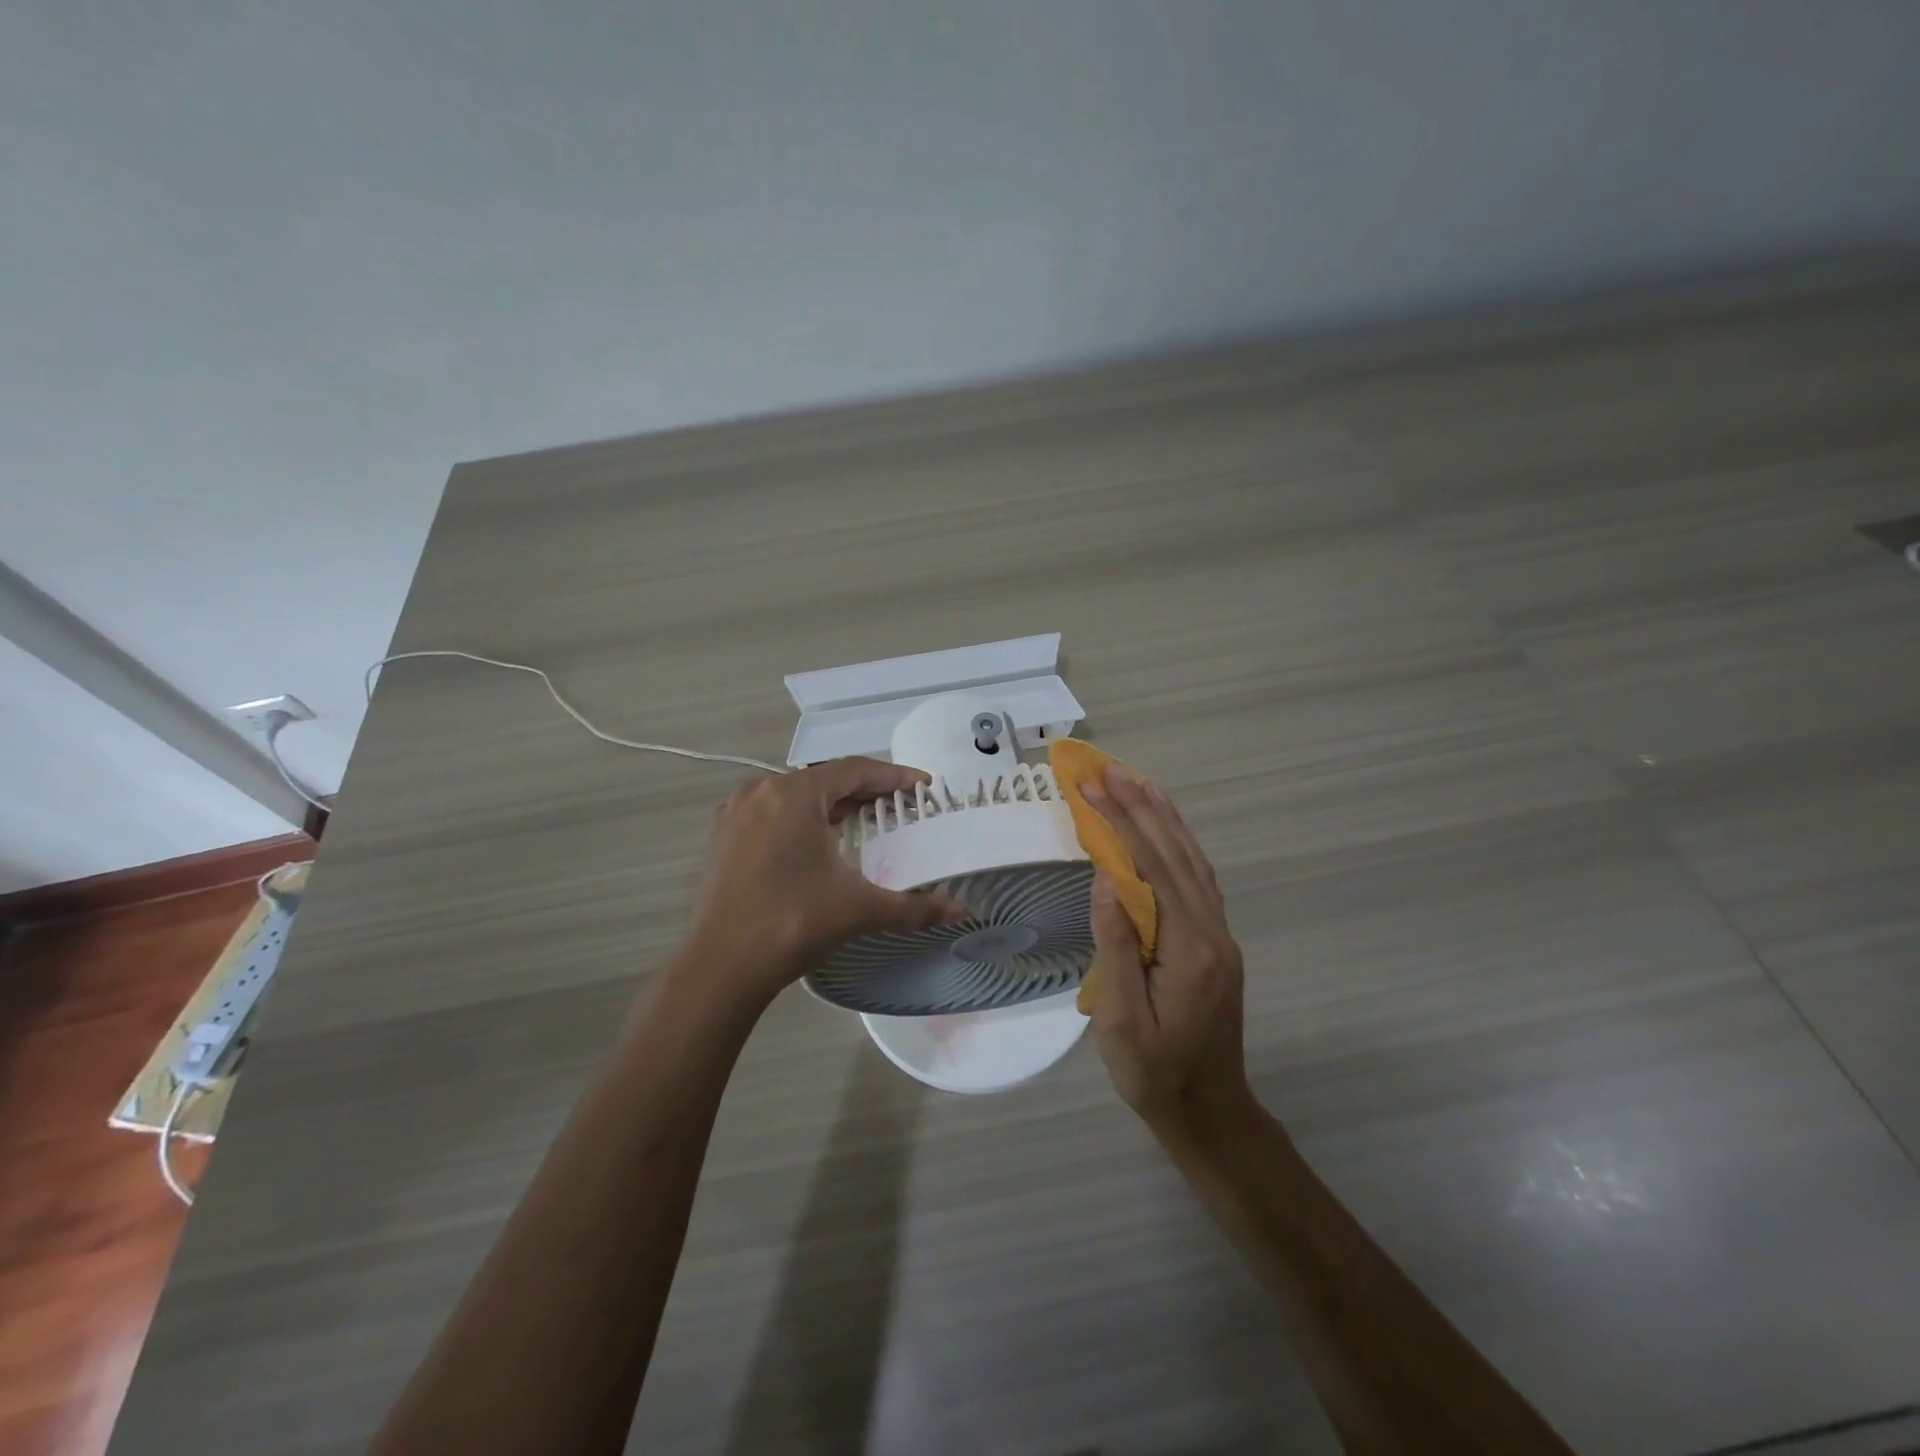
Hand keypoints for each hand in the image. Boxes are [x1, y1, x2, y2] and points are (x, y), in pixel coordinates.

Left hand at [681, 757, 966, 1007]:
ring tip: (865, 818)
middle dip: (866, 789)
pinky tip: (817, 839)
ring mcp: (737, 811)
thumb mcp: (859, 909)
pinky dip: (802, 816)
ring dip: (833, 802)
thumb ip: (915, 907)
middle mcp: (763, 791)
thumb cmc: (793, 924)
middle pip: (826, 779)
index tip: (923, 786)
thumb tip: (963, 912)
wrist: (721, 966)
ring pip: (797, 793)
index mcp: (796, 795)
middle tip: (901, 804)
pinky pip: (773, 811)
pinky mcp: (723, 834)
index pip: (855, 770)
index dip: (893, 776)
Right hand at [1081, 766, 1252, 1141]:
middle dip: (1140, 808)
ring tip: (1140, 783)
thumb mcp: (1123, 1020)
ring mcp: (1219, 936)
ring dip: (1165, 819)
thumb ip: (1118, 946)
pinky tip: (1167, 832)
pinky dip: (1180, 846)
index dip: (1122, 823)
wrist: (1210, 1112)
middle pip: (1176, 855)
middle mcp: (1212, 931)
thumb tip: (1106, 879)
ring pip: (1193, 862)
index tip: (1093, 787)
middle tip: (1109, 770)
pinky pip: (1199, 880)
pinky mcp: (1216, 943)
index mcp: (1189, 948)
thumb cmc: (1155, 1073)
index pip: (1153, 868)